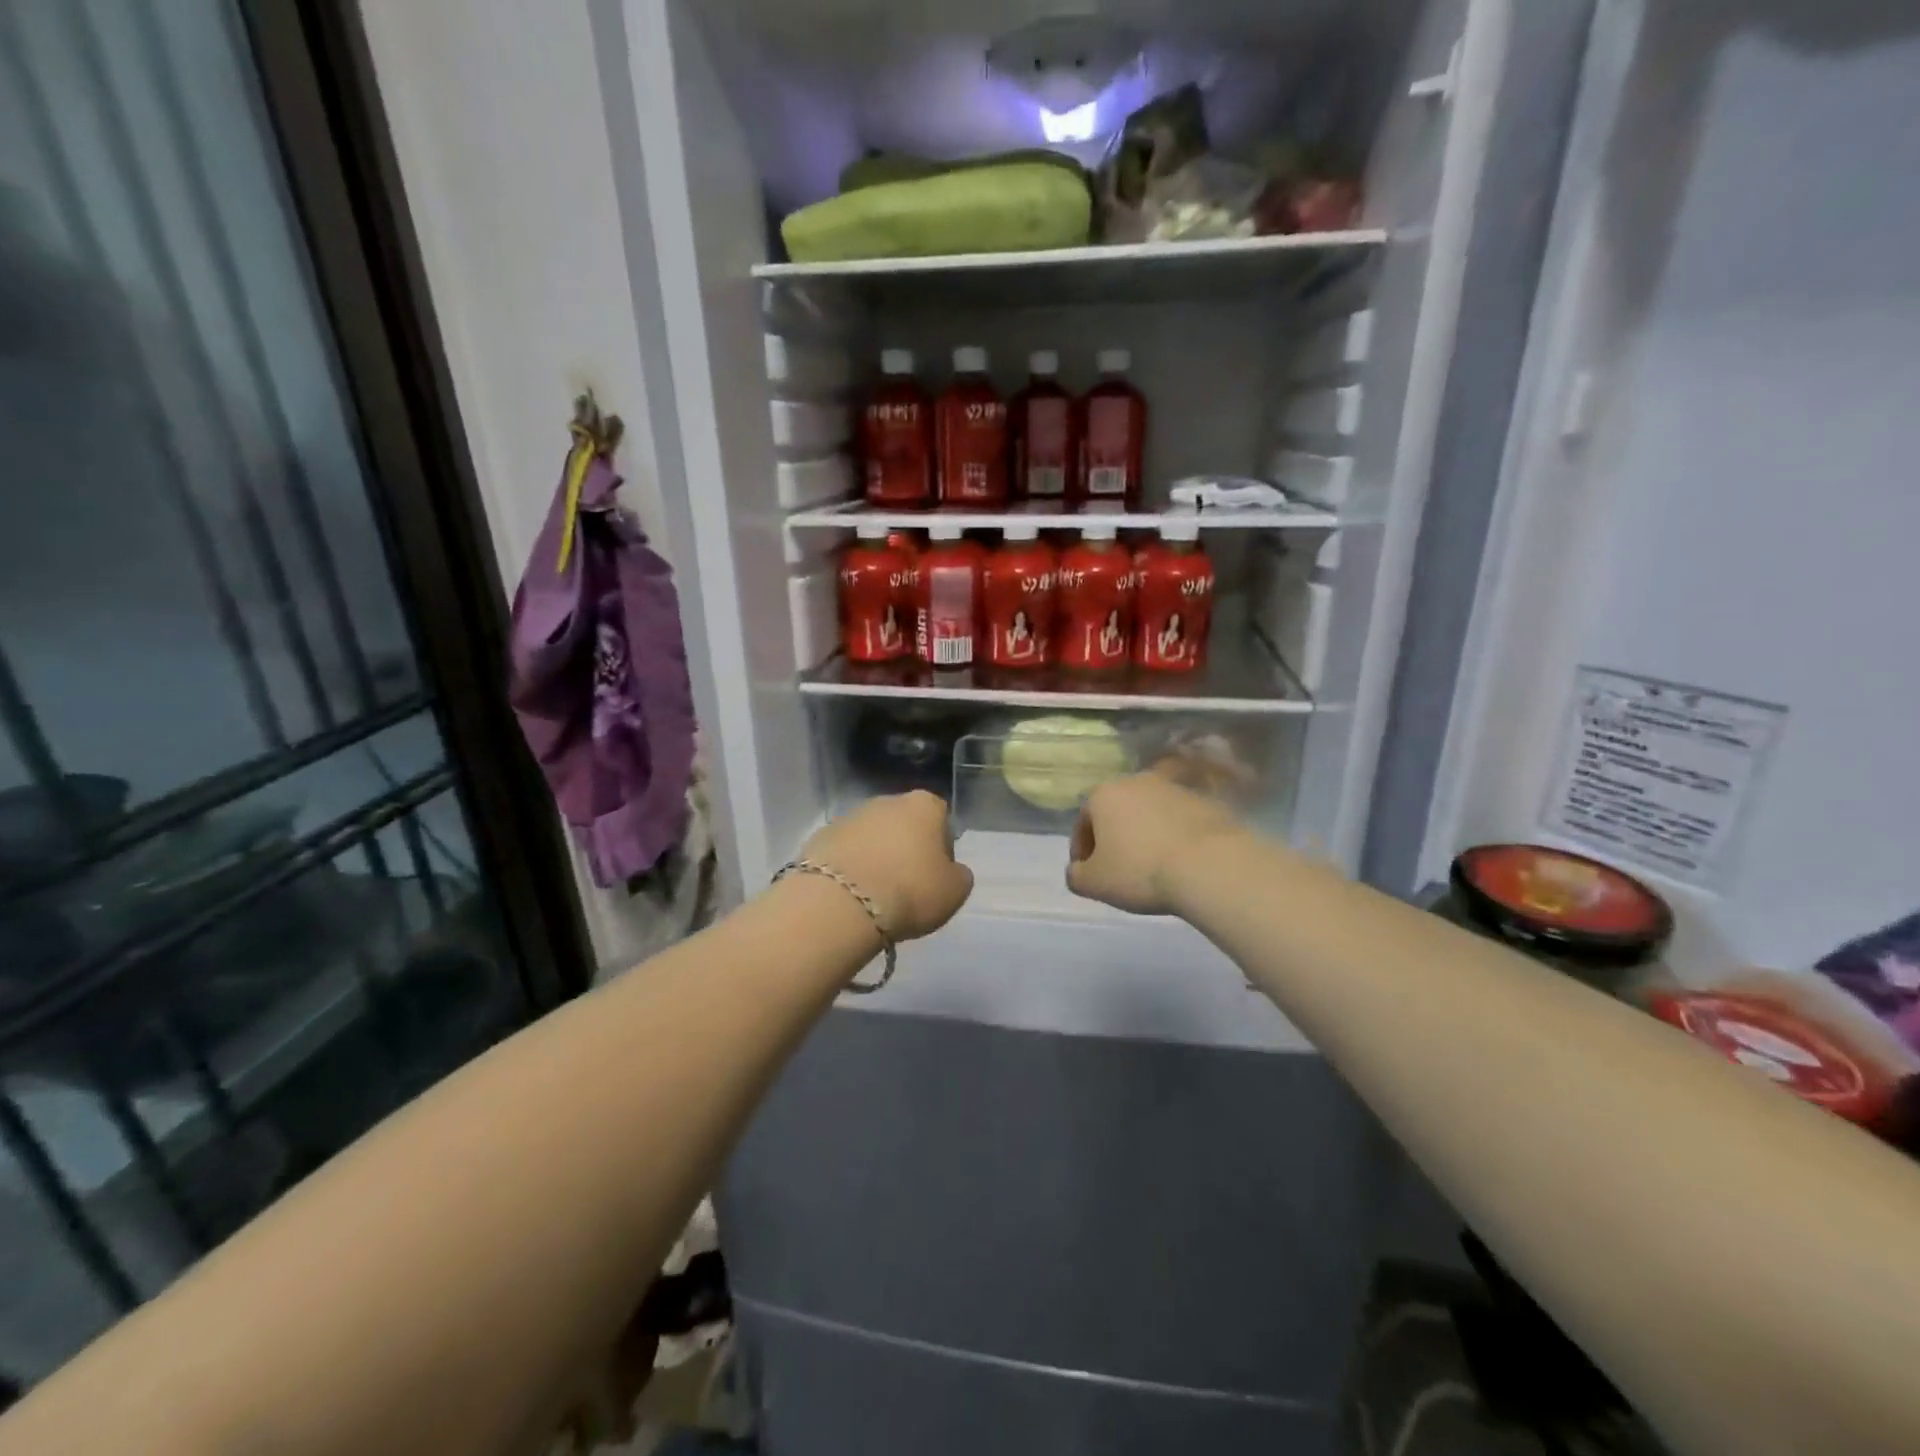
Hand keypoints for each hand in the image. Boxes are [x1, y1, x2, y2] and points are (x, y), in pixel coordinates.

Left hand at [797, 792, 973, 941]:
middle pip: (904, 822)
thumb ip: (959, 875)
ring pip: (872, 836)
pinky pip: (845, 852)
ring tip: (876, 893)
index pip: (941, 817)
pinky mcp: (820, 837)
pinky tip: (850, 894)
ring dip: (876, 856)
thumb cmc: (909, 891)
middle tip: (907, 884)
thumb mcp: (954, 892)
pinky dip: (850, 867)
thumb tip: (951, 870)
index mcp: (924, 805)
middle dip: (906, 847)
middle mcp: (886, 801)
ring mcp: (850, 816)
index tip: (936, 873)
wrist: (840, 903)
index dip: (942, 845)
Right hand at [1067, 769, 1243, 916]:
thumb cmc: (1140, 871)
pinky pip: (1178, 820)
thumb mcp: (1094, 883)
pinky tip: (1179, 861)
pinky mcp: (1204, 800)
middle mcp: (1136, 781)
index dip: (1082, 850)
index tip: (1089, 874)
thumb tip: (1078, 870)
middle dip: (1114, 837)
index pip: (1083, 822)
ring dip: (1145, 834)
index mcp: (1103, 794)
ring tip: (1152, 866)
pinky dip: (1173, 836)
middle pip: (1117, 812)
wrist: (1209, 865)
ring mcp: (1173, 788)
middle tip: (1119, 868)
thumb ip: (1076, 875)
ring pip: (1149, 814)